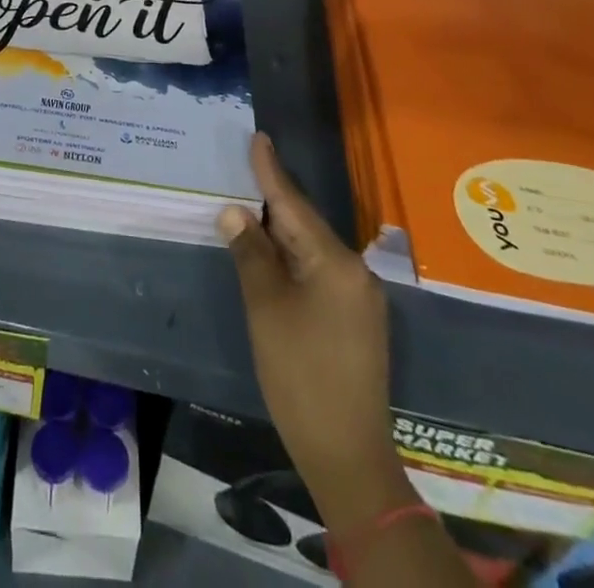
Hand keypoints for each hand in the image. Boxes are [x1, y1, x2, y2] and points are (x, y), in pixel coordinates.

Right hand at [220, 133, 404, 526]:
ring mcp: (359, 297)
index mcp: (335, 262)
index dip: (270, 171)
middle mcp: (355, 271)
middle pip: (304, 224)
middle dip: (272, 199)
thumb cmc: (301, 374)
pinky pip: (318, 270)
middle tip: (244, 167)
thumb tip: (234, 212)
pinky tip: (272, 253)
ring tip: (250, 203)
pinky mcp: (355, 319)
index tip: (258, 137)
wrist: (348, 455)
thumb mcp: (266, 308)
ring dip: (280, 230)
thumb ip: (250, 253)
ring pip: (311, 248)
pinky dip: (292, 257)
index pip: (293, 204)